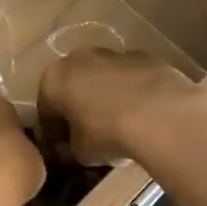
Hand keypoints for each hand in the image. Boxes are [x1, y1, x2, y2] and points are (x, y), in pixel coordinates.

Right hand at [37, 49, 206, 167]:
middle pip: (74, 86)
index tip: (63, 150)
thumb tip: (76, 148)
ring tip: (119, 125)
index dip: (53, 133)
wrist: (160, 114)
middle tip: (89, 135)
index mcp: (54, 78)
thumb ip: (71, 147)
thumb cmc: (106, 133)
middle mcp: (79, 58)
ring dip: (105, 98)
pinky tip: (142, 116)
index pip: (46, 109)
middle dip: (78, 108)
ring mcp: (115, 53)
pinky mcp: (147, 57)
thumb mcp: (79, 152)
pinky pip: (131, 79)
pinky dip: (132, 93)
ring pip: (103, 78)